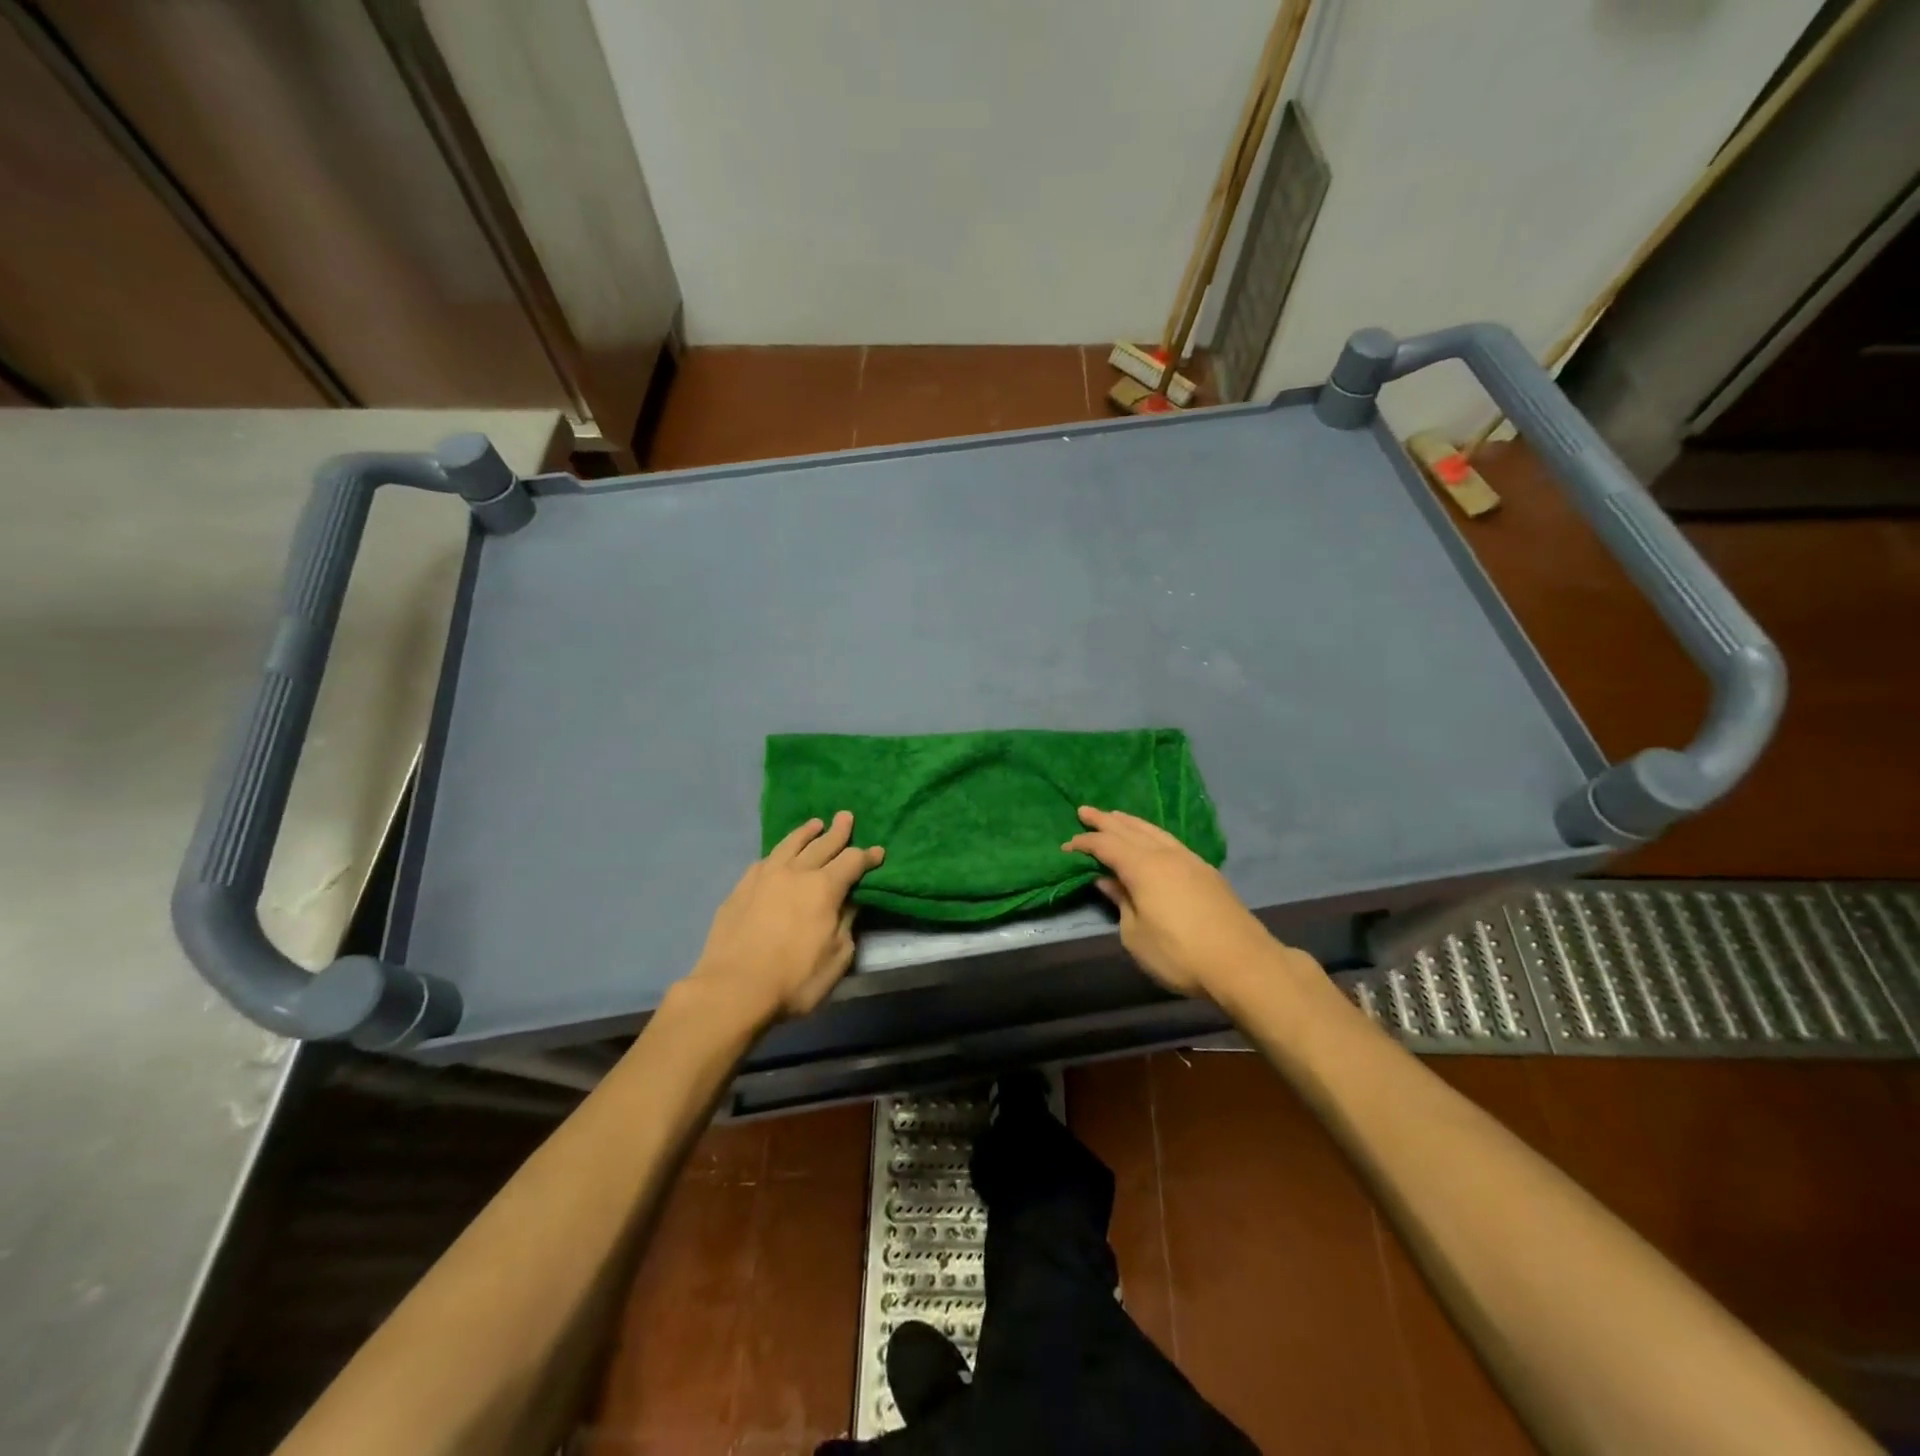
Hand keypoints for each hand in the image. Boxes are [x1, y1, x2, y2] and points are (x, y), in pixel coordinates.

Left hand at [686, 811, 884, 1026]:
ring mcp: (764, 877)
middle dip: (838, 831)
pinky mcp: (740, 888)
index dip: (868, 856)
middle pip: (822, 844)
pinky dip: (779, 853)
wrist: (733, 988)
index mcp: (824, 888)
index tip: (878, 852)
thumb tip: (850, 902)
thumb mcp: (836, 958)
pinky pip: (765, 861)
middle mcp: (796, 873)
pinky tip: (778, 856)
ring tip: (815, 824)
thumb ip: (846, 924)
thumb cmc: (794, 979)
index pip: (852, 861)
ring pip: (790, 845)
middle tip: (846, 816)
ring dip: (805, 833)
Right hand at [1063, 806, 1286, 1003]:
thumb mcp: (1136, 935)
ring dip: (1131, 823)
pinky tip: (1151, 839)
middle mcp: (1165, 855)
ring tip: (1115, 816)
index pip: (1106, 846)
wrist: (1243, 963)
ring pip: (1154, 831)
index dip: (1085, 843)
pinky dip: (1152, 834)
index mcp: (1143, 867)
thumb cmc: (1180, 954)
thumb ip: (1121, 903)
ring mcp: (1190, 860)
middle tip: (1084, 811)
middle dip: (1105, 821)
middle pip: (1129, 830)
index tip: (1066, 845)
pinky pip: (1170, 841)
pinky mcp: (1206, 872)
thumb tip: (1107, 880)